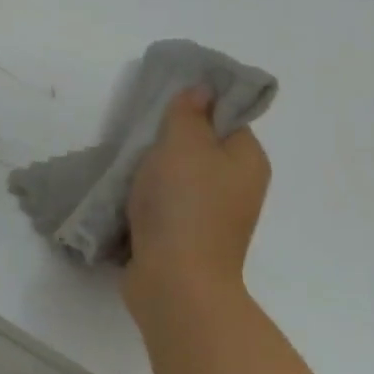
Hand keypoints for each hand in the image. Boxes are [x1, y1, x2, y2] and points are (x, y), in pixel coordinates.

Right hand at [123, 87, 270, 324]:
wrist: (175, 282)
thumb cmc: (184, 205)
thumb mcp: (183, 144)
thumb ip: (189, 113)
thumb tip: (201, 90)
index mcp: (248, 160)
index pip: (226, 118)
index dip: (196, 106)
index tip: (162, 104)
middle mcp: (237, 187)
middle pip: (201, 148)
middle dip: (168, 140)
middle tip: (138, 133)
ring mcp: (213, 216)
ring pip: (180, 178)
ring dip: (153, 171)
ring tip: (126, 165)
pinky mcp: (187, 239)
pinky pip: (167, 205)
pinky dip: (148, 199)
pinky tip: (126, 196)